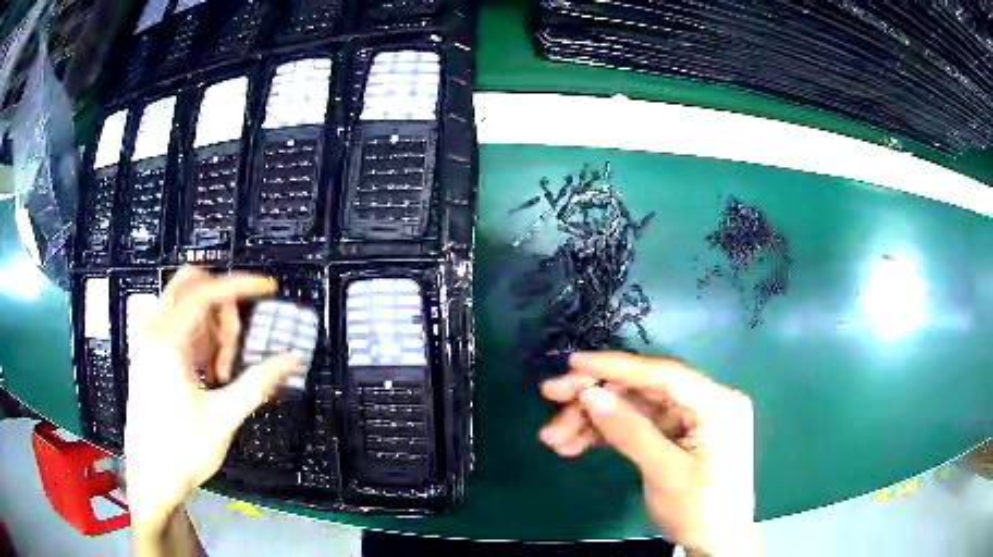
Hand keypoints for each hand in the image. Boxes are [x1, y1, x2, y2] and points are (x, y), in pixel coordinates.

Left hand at [124, 268, 302, 535]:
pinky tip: (208, 372)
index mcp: (166, 343)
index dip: (240, 285)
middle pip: (193, 287)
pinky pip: (180, 325)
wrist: (152, 476)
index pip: (205, 292)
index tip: (267, 289)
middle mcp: (152, 333)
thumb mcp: (223, 419)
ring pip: (187, 305)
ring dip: (212, 328)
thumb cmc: (181, 451)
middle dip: (222, 307)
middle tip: (236, 345)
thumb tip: (292, 359)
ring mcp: (148, 341)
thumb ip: (258, 383)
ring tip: (221, 373)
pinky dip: (201, 338)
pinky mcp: (149, 352)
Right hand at [539, 352, 757, 555]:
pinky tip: (574, 445)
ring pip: (635, 410)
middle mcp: (705, 404)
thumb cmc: (700, 510)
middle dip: (596, 397)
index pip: (663, 374)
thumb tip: (591, 395)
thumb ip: (630, 431)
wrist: (716, 545)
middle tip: (550, 398)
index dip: (616, 367)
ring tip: (554, 438)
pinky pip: (638, 428)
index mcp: (717, 403)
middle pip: (643, 390)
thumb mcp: (665, 473)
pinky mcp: (678, 438)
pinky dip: (607, 435)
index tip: (572, 363)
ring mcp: (691, 422)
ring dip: (594, 421)